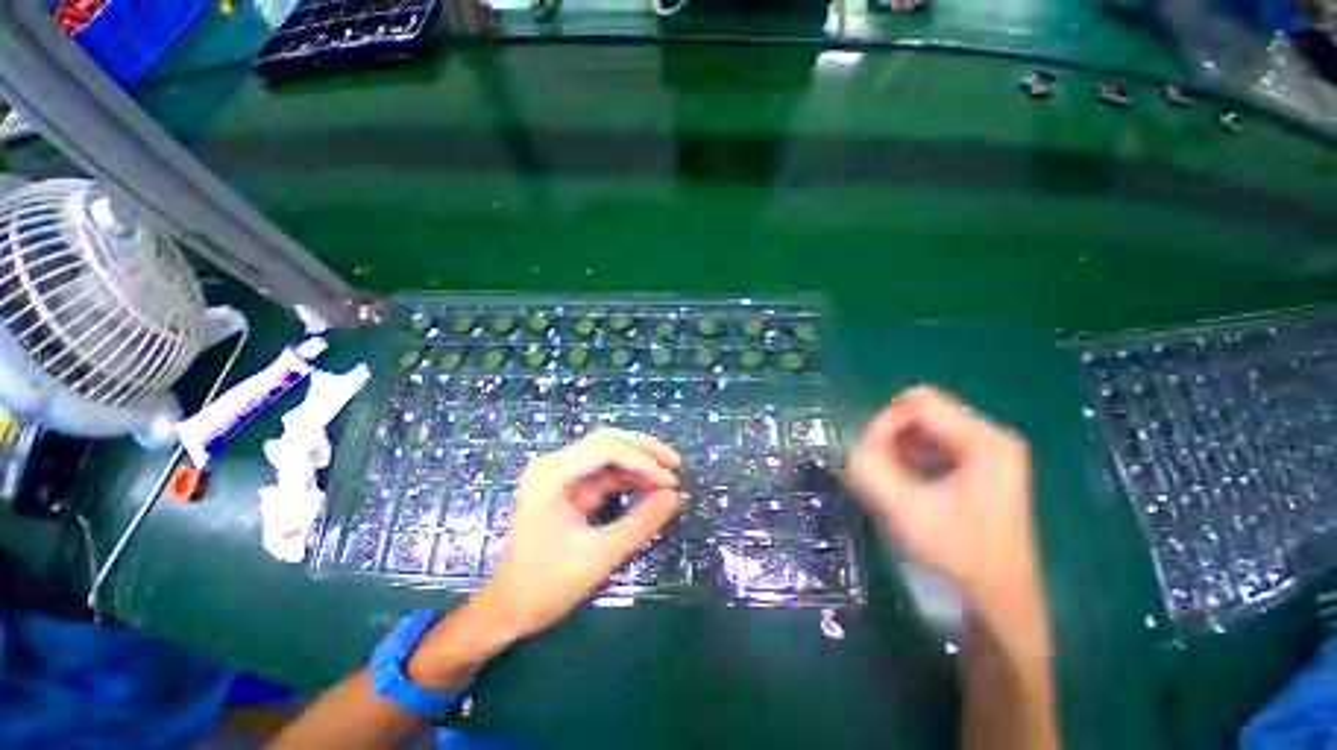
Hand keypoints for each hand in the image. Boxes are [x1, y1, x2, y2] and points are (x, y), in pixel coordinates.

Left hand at [482, 428, 684, 637]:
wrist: (507, 610)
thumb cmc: (546, 585)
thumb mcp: (600, 555)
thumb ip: (642, 522)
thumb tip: (678, 496)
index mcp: (552, 474)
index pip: (606, 449)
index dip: (643, 461)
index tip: (671, 481)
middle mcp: (556, 465)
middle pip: (608, 441)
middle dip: (644, 450)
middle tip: (676, 464)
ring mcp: (562, 474)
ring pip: (609, 453)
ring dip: (640, 462)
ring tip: (670, 475)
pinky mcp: (570, 488)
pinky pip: (605, 472)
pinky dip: (630, 477)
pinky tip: (651, 485)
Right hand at [849, 387, 1046, 654]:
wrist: (999, 601)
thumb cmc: (957, 557)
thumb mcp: (905, 512)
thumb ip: (871, 468)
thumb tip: (856, 441)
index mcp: (985, 442)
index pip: (918, 405)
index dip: (884, 425)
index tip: (868, 455)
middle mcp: (993, 436)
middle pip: (924, 409)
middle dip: (893, 432)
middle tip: (879, 466)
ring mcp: (992, 450)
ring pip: (928, 423)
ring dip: (901, 442)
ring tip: (892, 475)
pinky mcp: (985, 464)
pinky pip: (937, 440)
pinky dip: (913, 452)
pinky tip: (908, 479)